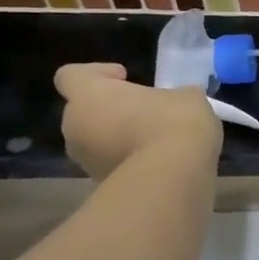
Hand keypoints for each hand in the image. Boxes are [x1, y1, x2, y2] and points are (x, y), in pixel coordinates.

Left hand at [54, 64, 220, 180]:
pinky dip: (129, 163)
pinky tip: (159, 163)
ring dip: (117, 139)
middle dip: (109, 111)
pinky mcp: (100, 186)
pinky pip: (112, 166)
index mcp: (88, 95)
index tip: (124, 76)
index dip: (97, 73)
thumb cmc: (172, 123)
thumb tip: (179, 102)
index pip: (71, 75)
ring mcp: (85, 161)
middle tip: (143, 112)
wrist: (171, 179)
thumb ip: (173, 97)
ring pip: (95, 142)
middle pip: (83, 111)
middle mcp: (75, 126)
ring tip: (154, 141)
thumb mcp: (187, 98)